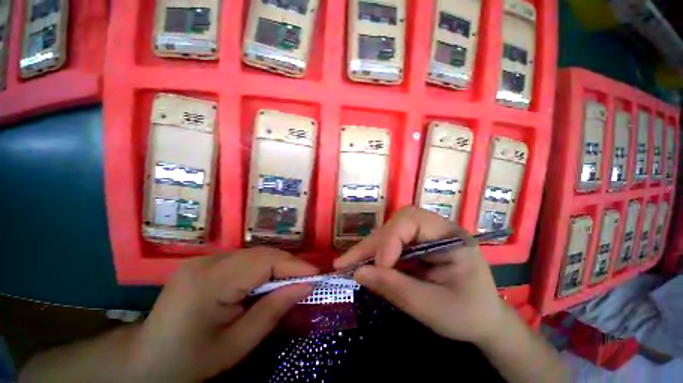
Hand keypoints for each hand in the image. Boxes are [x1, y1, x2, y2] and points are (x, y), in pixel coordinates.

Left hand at [127, 247, 316, 381]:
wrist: (145, 362)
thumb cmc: (190, 362)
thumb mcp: (236, 345)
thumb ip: (273, 311)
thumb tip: (306, 286)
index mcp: (211, 282)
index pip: (264, 261)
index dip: (294, 265)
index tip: (317, 274)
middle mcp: (207, 262)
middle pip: (261, 254)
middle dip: (288, 264)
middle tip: (308, 278)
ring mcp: (204, 260)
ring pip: (254, 254)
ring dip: (277, 265)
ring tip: (292, 280)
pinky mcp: (205, 263)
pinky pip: (244, 259)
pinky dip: (262, 267)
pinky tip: (268, 281)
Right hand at [334, 206, 507, 345]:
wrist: (483, 320)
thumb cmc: (467, 315)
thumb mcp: (433, 308)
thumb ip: (396, 289)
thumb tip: (358, 273)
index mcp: (451, 237)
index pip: (413, 221)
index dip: (391, 239)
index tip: (380, 265)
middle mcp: (435, 229)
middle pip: (396, 225)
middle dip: (371, 244)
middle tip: (345, 263)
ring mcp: (424, 236)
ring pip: (388, 233)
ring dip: (367, 249)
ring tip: (346, 264)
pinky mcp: (414, 245)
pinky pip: (389, 244)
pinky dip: (373, 254)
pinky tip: (361, 264)